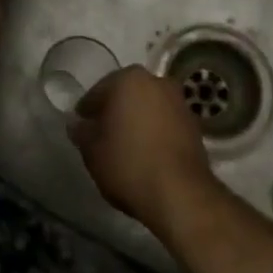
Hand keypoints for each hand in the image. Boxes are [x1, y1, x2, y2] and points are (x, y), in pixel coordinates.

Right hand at [68, 67, 214, 229]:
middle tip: (101, 136)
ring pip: (147, 108)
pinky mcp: (195, 126)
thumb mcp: (92, 150)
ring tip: (124, 148)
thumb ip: (81, 132)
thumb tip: (77, 124)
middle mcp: (157, 82)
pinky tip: (145, 154)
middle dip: (114, 112)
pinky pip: (164, 124)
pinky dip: (154, 133)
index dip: (86, 112)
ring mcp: (179, 103)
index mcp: (129, 78)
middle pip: (126, 96)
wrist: (180, 194)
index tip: (81, 129)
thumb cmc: (128, 163)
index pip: (98, 92)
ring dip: (136, 122)